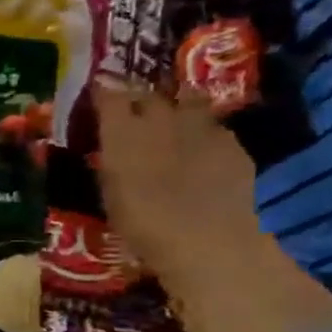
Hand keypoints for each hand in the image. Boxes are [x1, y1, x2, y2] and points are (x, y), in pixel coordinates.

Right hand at [93, 84, 261, 290]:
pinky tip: (202, 151)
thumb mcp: (110, 194)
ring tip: (174, 118)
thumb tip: (110, 150)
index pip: (109, 96)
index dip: (104, 93)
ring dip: (178, 106)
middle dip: (139, 99)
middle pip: (148, 94)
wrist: (207, 238)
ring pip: (187, 100)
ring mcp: (200, 126)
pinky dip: (204, 133)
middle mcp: (160, 118)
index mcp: (122, 131)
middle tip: (134, 111)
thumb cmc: (142, 224)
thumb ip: (111, 163)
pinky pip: (214, 127)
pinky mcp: (232, 141)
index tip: (99, 95)